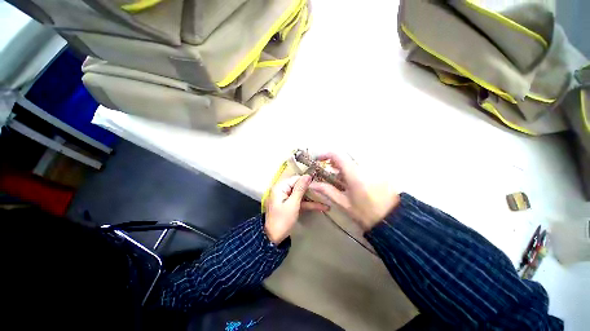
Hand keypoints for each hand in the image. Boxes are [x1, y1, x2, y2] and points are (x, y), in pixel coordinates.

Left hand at [265, 175, 328, 243]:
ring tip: (327, 201)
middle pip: (299, 186)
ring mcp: (286, 199)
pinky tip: (322, 207)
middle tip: (326, 191)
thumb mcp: (293, 204)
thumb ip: (300, 189)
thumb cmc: (282, 220)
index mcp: (280, 188)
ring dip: (313, 198)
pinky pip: (300, 202)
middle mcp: (282, 191)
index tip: (321, 183)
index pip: (296, 179)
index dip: (307, 180)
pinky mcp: (289, 207)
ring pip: (301, 195)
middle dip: (312, 190)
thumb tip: (308, 175)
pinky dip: (309, 205)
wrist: (274, 237)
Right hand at [309, 152, 399, 230]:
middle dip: (334, 162)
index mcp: (354, 173)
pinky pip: (364, 166)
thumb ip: (328, 191)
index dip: (325, 154)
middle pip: (346, 156)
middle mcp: (364, 166)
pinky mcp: (380, 172)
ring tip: (339, 179)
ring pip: (355, 161)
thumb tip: (312, 184)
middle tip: (327, 172)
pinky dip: (355, 170)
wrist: (389, 219)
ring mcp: (373, 168)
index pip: (337, 154)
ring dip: (345, 166)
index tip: (317, 160)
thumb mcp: (344, 204)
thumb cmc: (364, 213)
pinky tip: (353, 182)